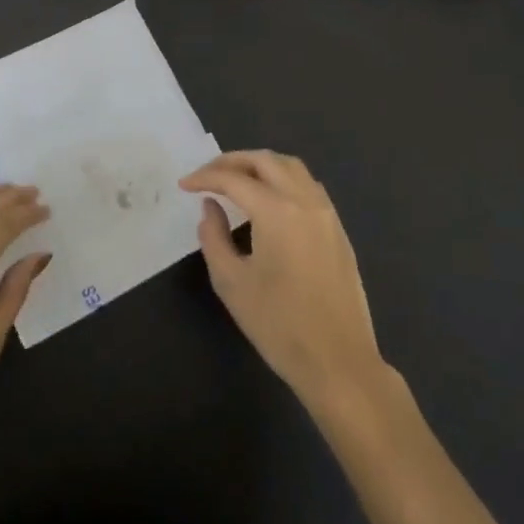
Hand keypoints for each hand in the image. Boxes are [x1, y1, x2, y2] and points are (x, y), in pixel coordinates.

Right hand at [180, 150, 388, 414]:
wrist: (339, 362)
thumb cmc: (279, 325)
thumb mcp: (232, 283)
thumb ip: (214, 237)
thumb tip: (211, 207)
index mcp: (277, 211)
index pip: (234, 180)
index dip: (205, 177)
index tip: (184, 184)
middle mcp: (305, 201)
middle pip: (266, 161)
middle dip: (232, 161)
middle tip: (207, 175)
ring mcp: (326, 214)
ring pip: (292, 168)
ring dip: (260, 165)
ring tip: (236, 180)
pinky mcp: (338, 230)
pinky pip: (308, 186)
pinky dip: (283, 179)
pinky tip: (269, 199)